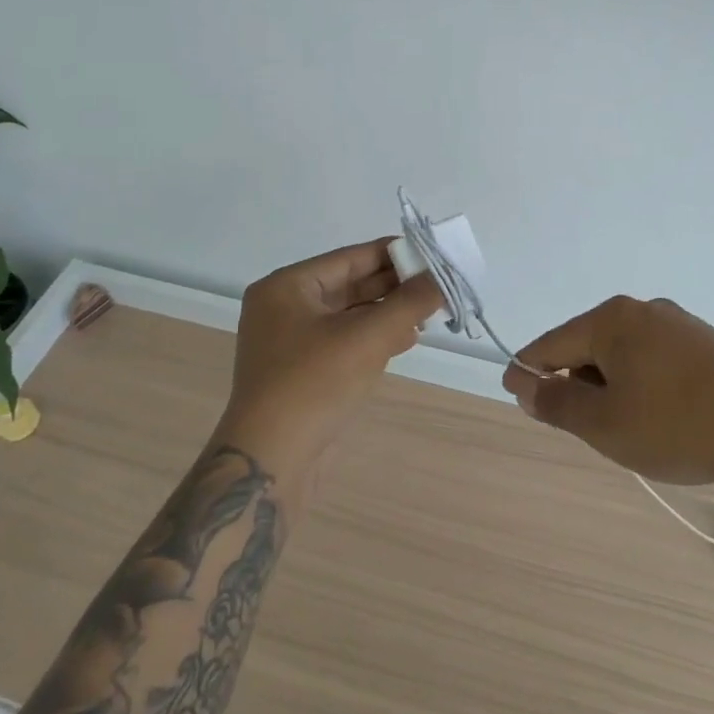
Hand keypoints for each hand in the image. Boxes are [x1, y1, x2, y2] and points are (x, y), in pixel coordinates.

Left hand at [220, 238, 443, 469]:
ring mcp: (291, 342)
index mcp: (288, 286)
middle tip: (437, 286)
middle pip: (350, 285)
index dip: (393, 254)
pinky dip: (374, 337)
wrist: (271, 460)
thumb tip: (442, 276)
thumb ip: (409, 303)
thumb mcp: (367, 337)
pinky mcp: (302, 371)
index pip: (350, 258)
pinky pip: (344, 341)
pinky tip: (406, 339)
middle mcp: (285, 307)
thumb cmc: (315, 384)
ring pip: (350, 315)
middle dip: (394, 286)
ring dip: (388, 313)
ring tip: (429, 313)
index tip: (432, 253)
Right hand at [502, 297, 713, 490]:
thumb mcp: (606, 425)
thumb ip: (558, 404)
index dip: (528, 371)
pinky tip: (658, 416)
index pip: (550, 343)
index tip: (516, 395)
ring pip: (622, 354)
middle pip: (587, 345)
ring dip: (609, 387)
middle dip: (575, 384)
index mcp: (611, 320)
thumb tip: (526, 385)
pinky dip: (641, 384)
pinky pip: (654, 359)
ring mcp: (679, 323)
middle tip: (580, 428)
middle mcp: (642, 310)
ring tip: (624, 429)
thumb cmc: (678, 426)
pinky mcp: (707, 343)